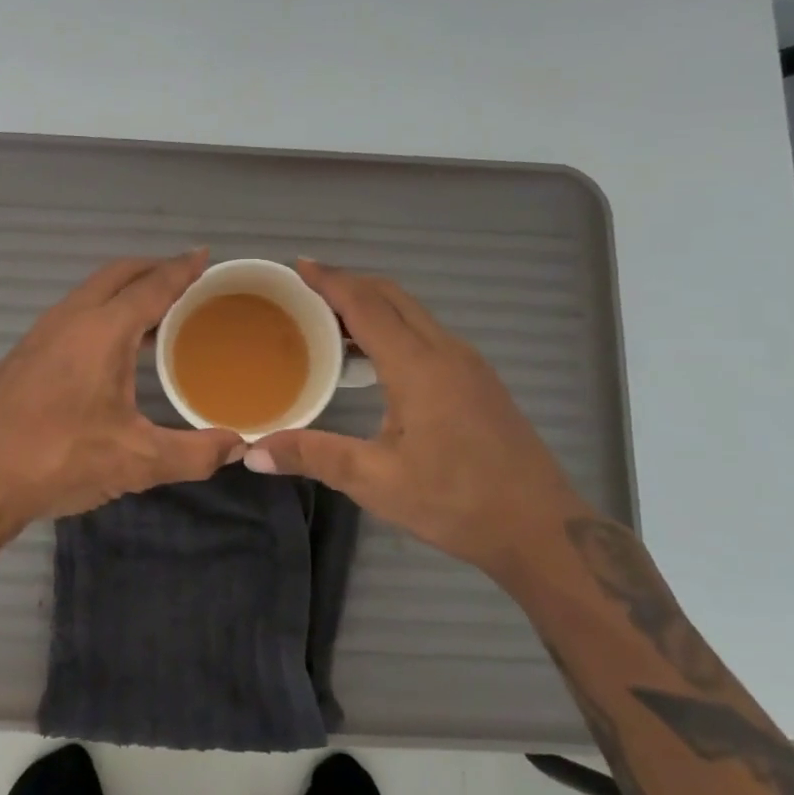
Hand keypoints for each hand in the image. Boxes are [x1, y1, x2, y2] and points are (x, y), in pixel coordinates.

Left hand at [0, 252, 245, 546]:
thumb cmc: (57, 460)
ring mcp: (42, 334)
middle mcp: (71, 319)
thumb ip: (194, 453)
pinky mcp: (25, 354)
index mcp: (102, 331)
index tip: (204, 255)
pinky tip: (111, 346)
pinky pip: (74, 312)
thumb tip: (238, 446)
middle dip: (153, 268)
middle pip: (118, 274)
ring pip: (91, 292)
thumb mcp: (135, 461)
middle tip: (185, 277)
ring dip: (124, 288)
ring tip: (155, 308)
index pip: (152, 286)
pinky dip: (102, 309)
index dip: (182, 269)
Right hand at [247, 260, 590, 583]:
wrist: (541, 528)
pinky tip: (375, 360)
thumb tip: (253, 452)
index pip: (367, 305)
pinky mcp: (478, 381)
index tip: (299, 266)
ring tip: (330, 322)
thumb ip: (314, 456)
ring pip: (413, 314)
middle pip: (393, 297)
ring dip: (373, 306)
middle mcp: (446, 351)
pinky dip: (394, 328)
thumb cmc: (457, 502)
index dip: (331, 281)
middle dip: (349, 285)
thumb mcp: (377, 482)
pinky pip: (428, 334)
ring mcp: (469, 364)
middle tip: (306, 290)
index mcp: (419, 366)